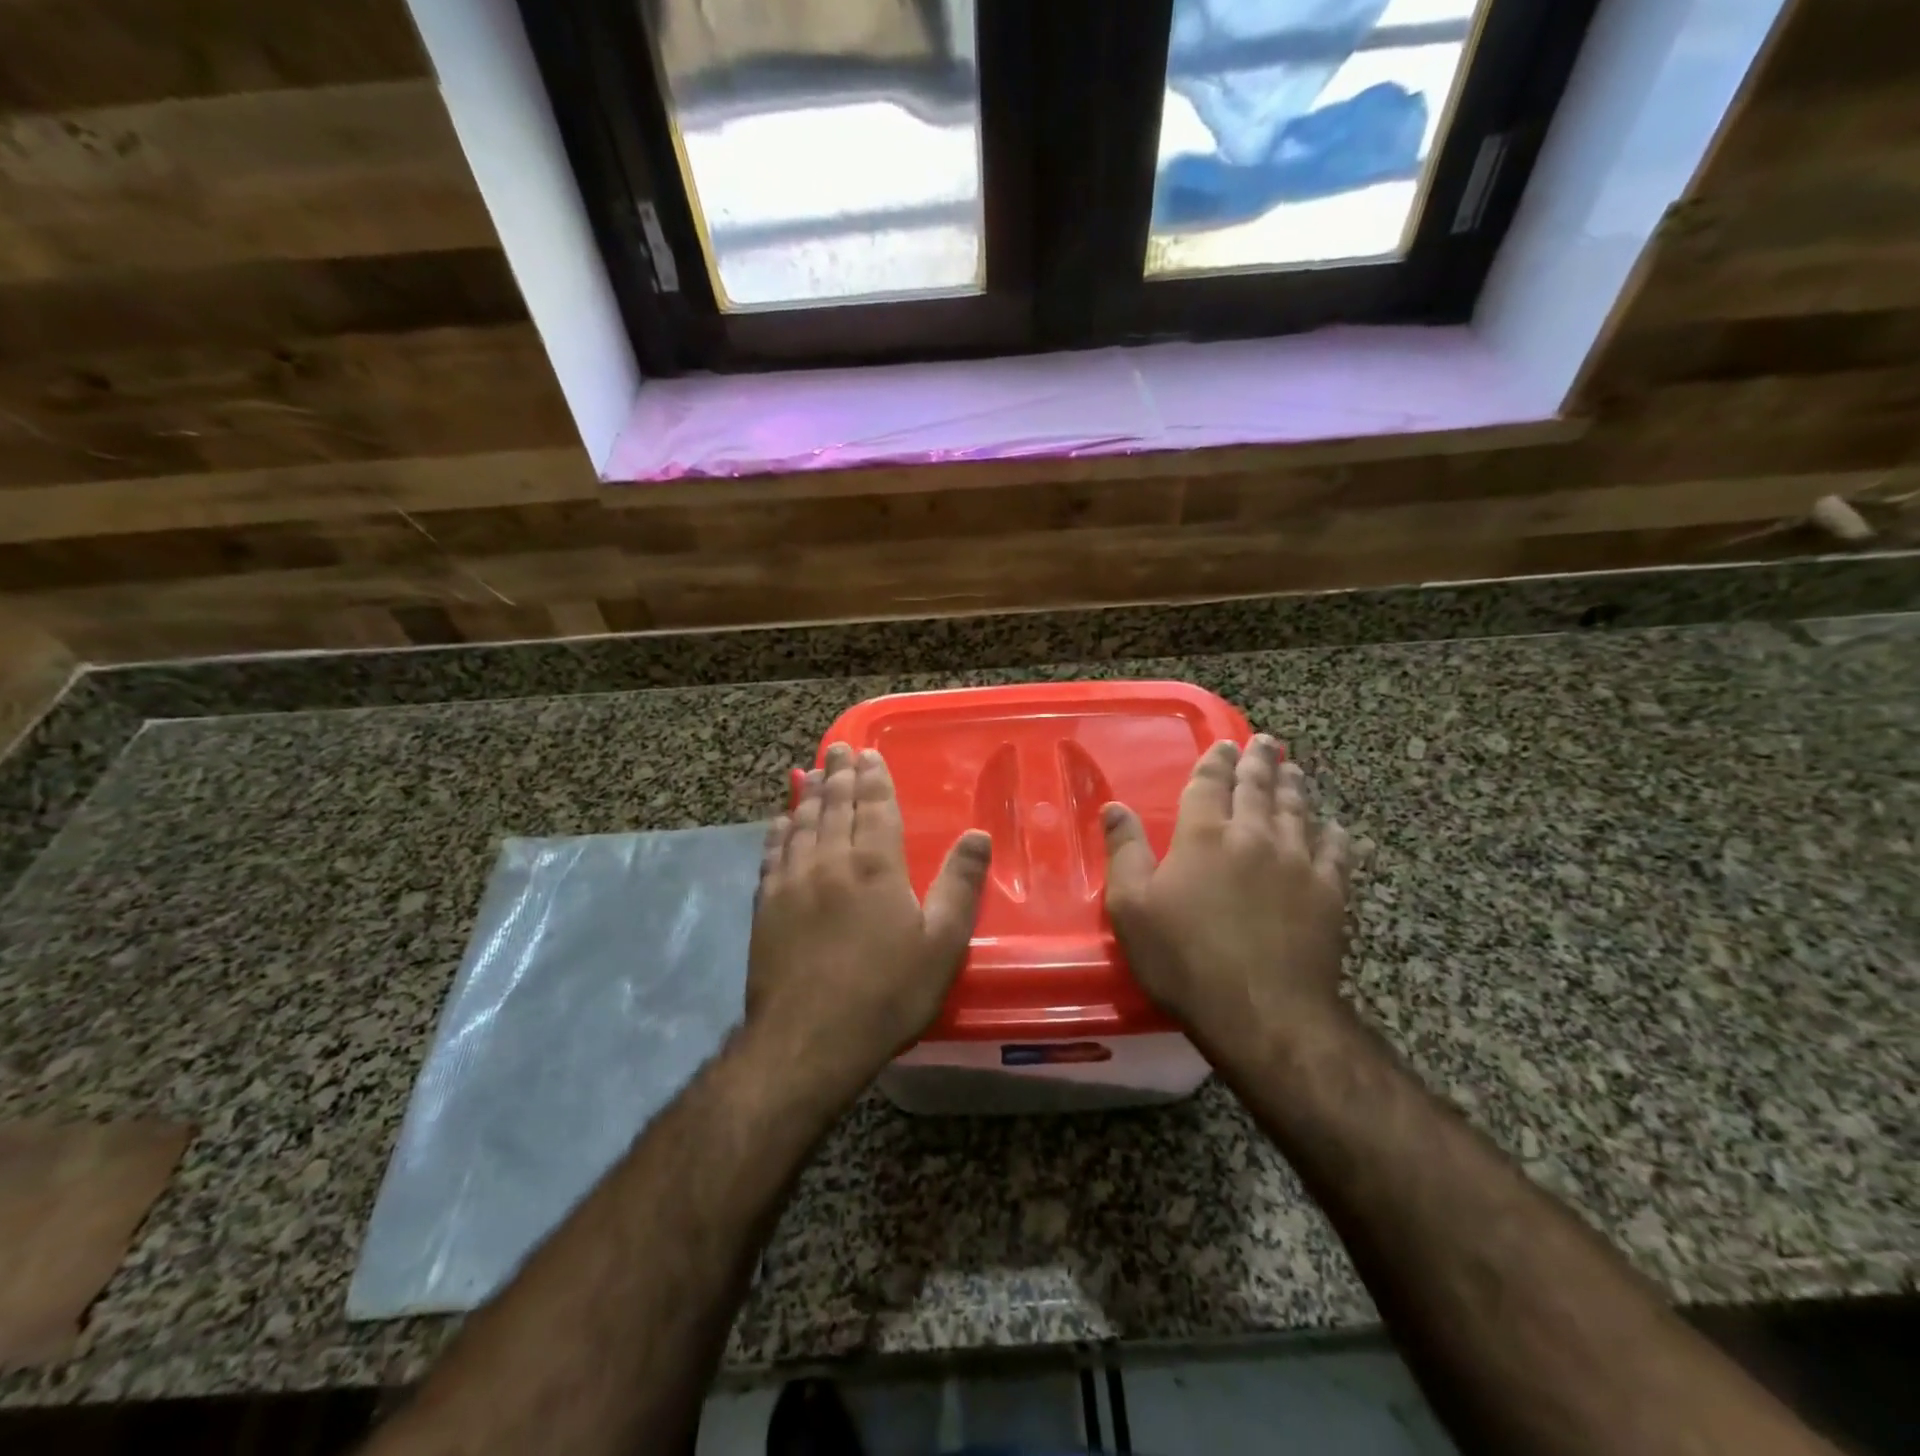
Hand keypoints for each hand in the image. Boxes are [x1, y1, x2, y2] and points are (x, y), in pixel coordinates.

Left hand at [746, 742, 992, 1095]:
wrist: (809, 1041)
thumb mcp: (942, 944)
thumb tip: (978, 834)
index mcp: (875, 865)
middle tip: (838, 749)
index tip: (868, 754)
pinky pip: (772, 854)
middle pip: (834, 806)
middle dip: (838, 774)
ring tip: (810, 772)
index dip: (873, 778)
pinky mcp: (766, 906)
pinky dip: (778, 831)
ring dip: (808, 794)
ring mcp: (792, 882)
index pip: (874, 806)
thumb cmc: (886, 993)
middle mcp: (830, 861)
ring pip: (801, 823)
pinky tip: (779, 821)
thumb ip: (961, 884)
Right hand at [1102, 736, 1355, 1051]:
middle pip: (1258, 787)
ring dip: (1294, 786)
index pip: (1210, 783)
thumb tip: (1114, 806)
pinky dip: (1334, 834)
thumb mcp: (1131, 907)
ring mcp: (1298, 861)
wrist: (1262, 1011)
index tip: (1224, 745)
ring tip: (1294, 770)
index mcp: (1204, 834)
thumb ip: (1125, 851)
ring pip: (1298, 810)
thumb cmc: (1184, 959)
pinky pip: (1336, 851)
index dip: (1216, 761)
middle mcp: (1254, 835)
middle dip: (1259, 761)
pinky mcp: (1330, 892)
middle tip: (1265, 742)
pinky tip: (1336, 827)